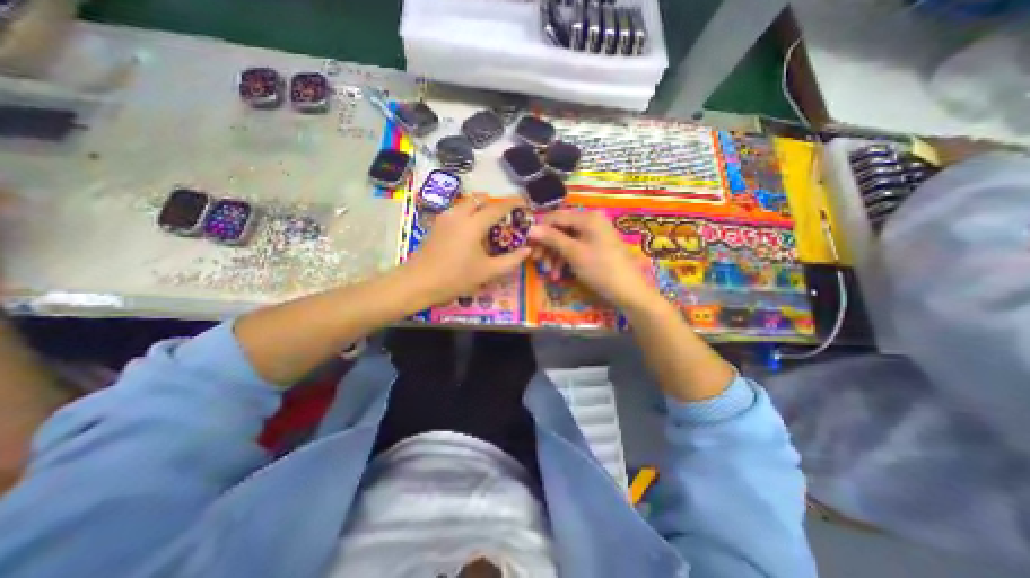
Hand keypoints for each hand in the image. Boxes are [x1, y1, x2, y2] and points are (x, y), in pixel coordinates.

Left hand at [399, 198, 534, 306]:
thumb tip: (527, 250)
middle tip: (504, 217)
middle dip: (494, 203)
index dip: (513, 203)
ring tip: (489, 225)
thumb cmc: (455, 278)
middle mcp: (459, 215)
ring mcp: (445, 218)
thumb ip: (510, 260)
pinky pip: (457, 211)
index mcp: (473, 224)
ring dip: (480, 208)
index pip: (497, 207)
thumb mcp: (487, 272)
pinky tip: (471, 232)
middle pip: (479, 199)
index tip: (524, 202)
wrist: (418, 283)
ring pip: (466, 204)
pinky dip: (468, 214)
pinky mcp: (436, 225)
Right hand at [526, 210, 654, 311]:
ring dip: (555, 256)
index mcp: (587, 218)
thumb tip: (530, 228)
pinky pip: (576, 249)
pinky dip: (566, 260)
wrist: (629, 292)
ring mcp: (595, 235)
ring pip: (567, 241)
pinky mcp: (597, 247)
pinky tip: (560, 275)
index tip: (527, 245)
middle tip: (537, 262)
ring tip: (551, 274)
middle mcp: (591, 221)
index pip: (555, 217)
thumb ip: (551, 238)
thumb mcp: (573, 253)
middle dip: (548, 247)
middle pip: (560, 229)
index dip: (539, 230)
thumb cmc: (600, 269)